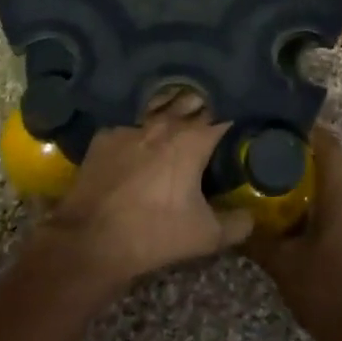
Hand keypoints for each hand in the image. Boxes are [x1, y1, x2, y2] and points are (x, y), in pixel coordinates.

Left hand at [41, 88, 252, 288]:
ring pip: (159, 104)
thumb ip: (236, 224)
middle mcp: (165, 123)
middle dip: (205, 104)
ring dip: (172, 107)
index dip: (234, 113)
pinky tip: (140, 136)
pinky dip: (140, 126)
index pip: (223, 114)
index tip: (241, 118)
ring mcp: (132, 126)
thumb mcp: (205, 237)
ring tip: (179, 115)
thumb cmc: (154, 233)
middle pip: (192, 100)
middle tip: (213, 115)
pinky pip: (129, 122)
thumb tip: (251, 216)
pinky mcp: (105, 135)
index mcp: (193, 140)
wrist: (90, 240)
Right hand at [244, 126, 341, 340]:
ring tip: (286, 182)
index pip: (330, 146)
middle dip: (312, 152)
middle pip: (339, 160)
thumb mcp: (284, 266)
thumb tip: (233, 223)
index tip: (281, 127)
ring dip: (321, 176)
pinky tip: (304, 215)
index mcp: (340, 196)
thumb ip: (258, 241)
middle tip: (278, 155)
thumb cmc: (327, 293)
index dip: (309, 130)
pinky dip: (328, 197)